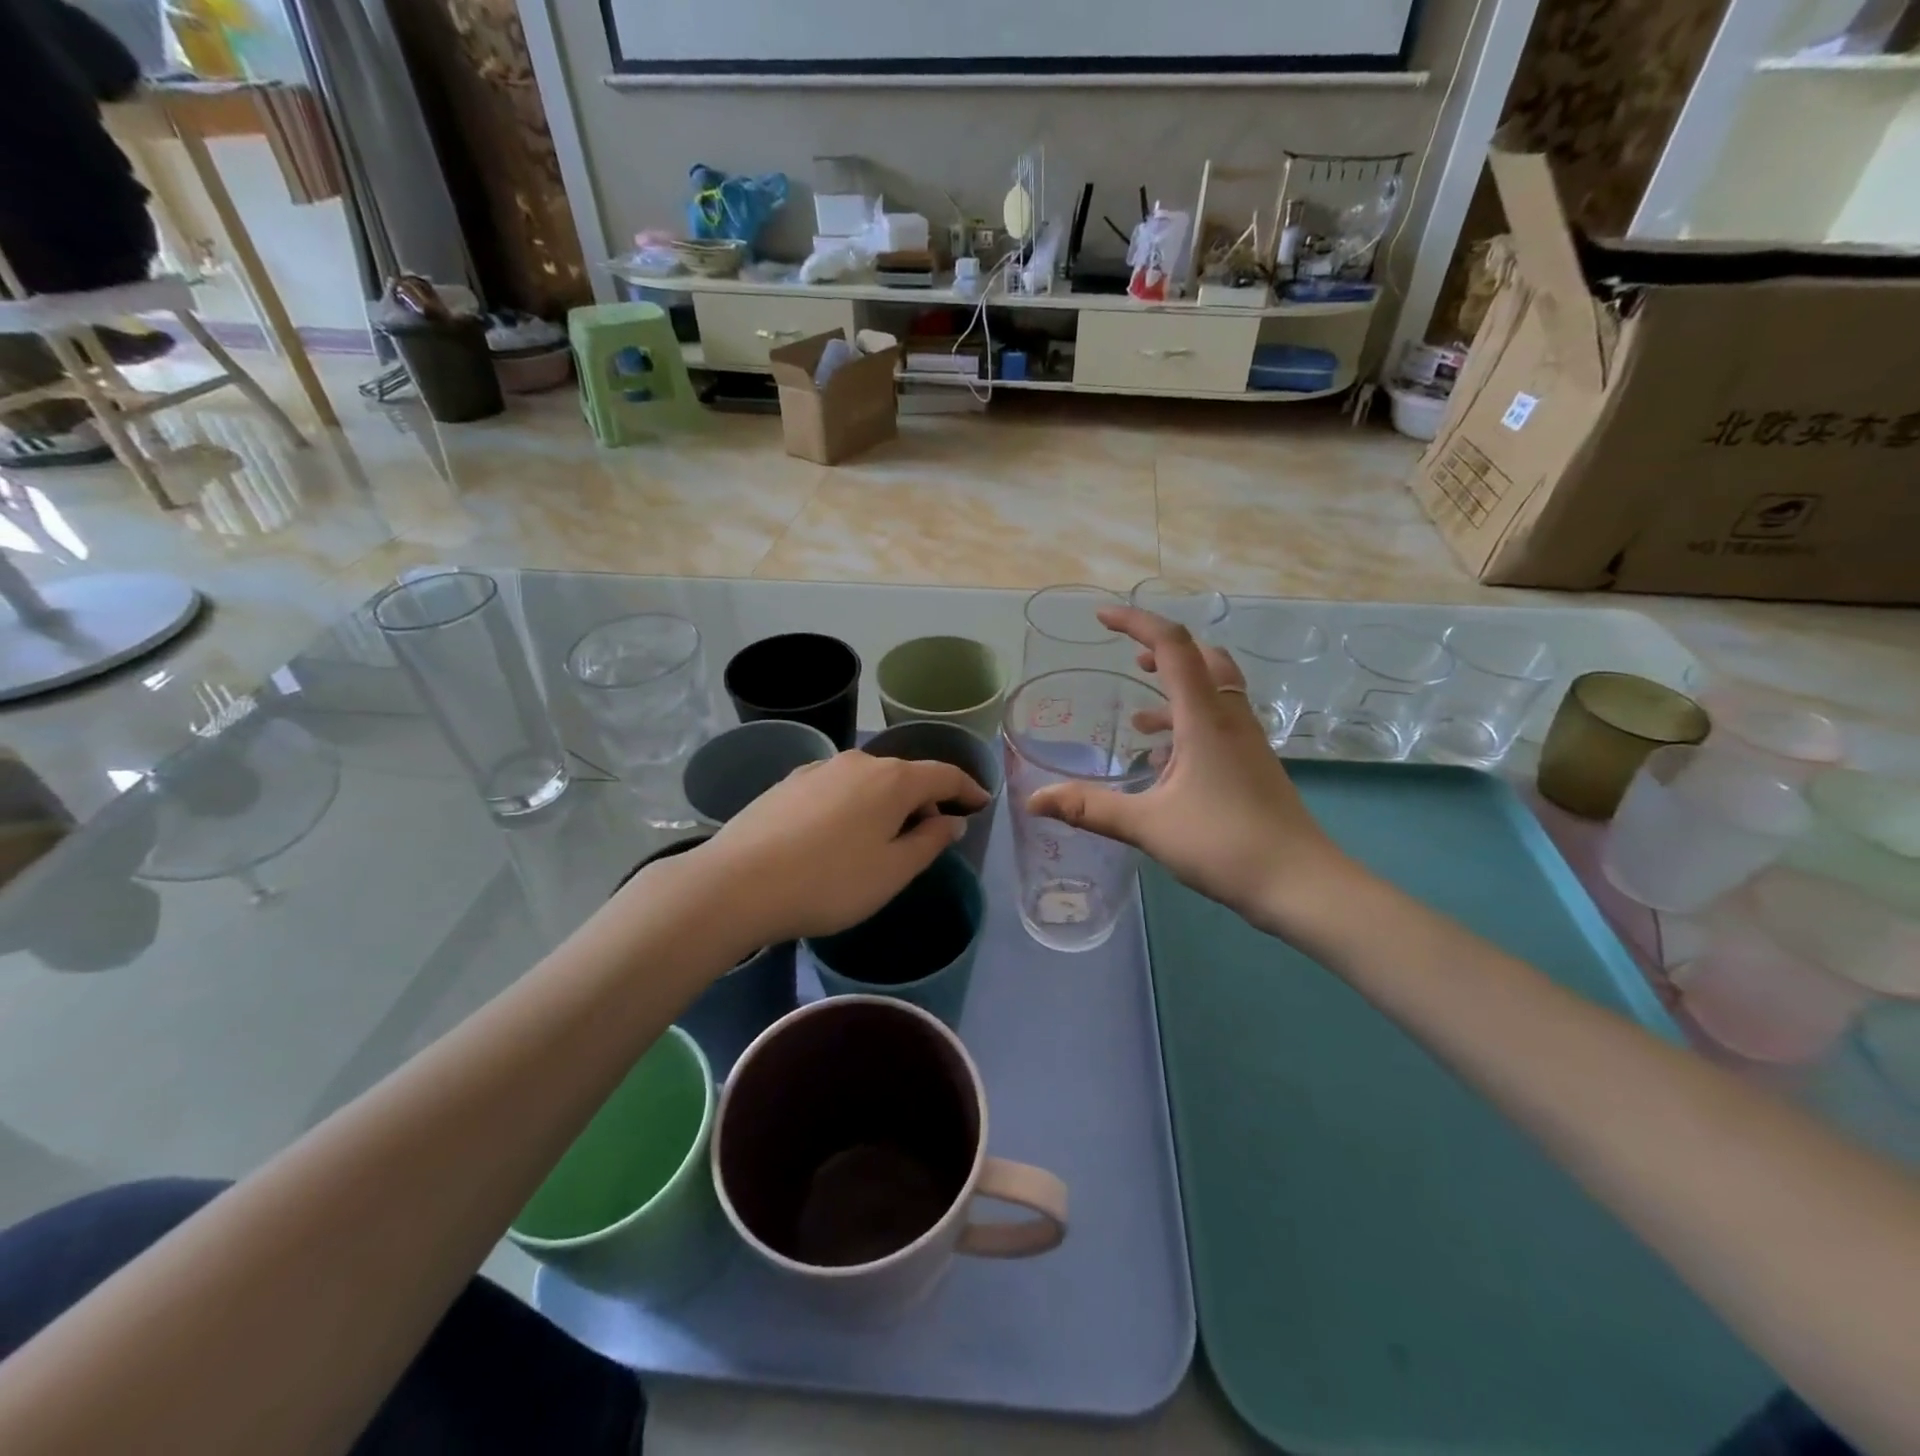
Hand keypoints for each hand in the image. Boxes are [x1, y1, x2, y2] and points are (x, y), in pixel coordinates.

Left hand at [678, 750, 988, 947]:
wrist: (738, 883)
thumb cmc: (830, 882)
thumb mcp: (893, 871)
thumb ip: (930, 842)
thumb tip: (952, 820)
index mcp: (893, 780)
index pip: (944, 775)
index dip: (968, 788)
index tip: (983, 802)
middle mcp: (859, 762)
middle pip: (906, 775)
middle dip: (926, 799)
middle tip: (933, 833)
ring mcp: (820, 768)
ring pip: (869, 780)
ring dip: (888, 802)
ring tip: (885, 836)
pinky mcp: (790, 782)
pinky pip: (838, 787)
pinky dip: (855, 803)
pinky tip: (841, 832)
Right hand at [1026, 607, 1361, 938]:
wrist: (1300, 883)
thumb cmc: (1223, 844)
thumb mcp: (1147, 825)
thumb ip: (1089, 809)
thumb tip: (1033, 801)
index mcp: (1204, 718)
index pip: (1172, 647)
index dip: (1136, 622)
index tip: (1101, 618)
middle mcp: (1230, 718)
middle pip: (1203, 658)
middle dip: (1164, 651)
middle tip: (1130, 661)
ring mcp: (1248, 742)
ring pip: (1215, 691)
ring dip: (1177, 689)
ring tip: (1139, 718)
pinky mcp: (1254, 765)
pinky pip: (1220, 723)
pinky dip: (1190, 724)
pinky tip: (1166, 762)